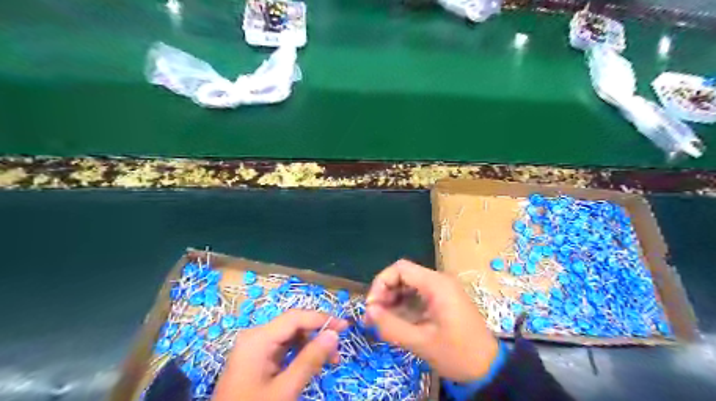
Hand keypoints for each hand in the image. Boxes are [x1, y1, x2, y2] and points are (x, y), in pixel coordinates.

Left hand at [211, 310, 348, 400]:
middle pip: (293, 325)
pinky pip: (283, 347)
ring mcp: (255, 347)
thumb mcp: (285, 389)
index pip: (296, 317)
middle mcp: (256, 336)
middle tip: (338, 350)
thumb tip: (334, 334)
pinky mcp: (256, 358)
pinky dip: (300, 353)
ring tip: (330, 360)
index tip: (345, 327)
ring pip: (290, 336)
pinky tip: (311, 363)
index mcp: (258, 338)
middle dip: (317, 334)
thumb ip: (310, 360)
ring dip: (311, 344)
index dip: (322, 318)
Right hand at [364, 260, 498, 380]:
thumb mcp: (421, 342)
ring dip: (392, 299)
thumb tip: (368, 312)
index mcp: (436, 284)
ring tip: (380, 320)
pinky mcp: (442, 299)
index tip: (371, 306)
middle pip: (403, 275)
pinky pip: (416, 295)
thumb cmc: (457, 354)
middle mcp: (439, 281)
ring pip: (408, 285)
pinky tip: (395, 320)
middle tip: (372, 316)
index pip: (401, 269)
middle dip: (384, 293)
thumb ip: (392, 326)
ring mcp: (441, 289)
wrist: (488, 368)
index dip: (381, 283)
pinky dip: (403, 305)